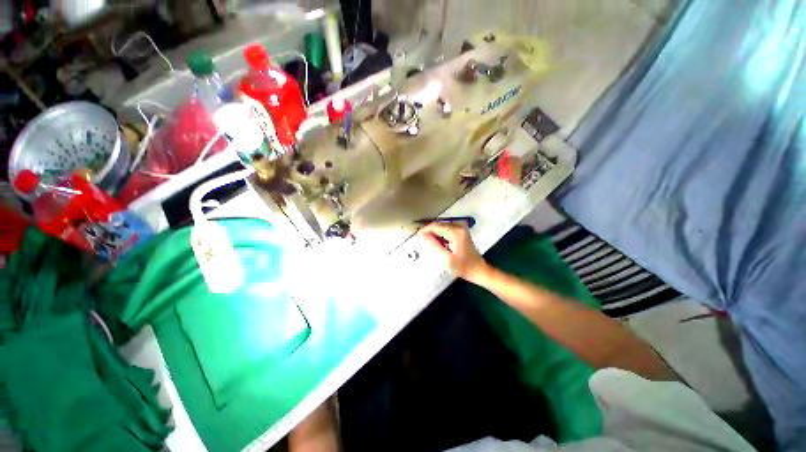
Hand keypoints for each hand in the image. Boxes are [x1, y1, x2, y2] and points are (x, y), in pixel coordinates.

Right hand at [418, 222, 488, 282]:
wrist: (479, 270)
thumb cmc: (464, 267)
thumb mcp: (446, 258)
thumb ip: (434, 245)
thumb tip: (423, 236)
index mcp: (455, 232)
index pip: (435, 226)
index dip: (424, 230)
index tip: (417, 236)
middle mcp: (459, 226)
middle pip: (438, 224)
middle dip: (428, 231)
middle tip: (421, 240)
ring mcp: (461, 228)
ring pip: (441, 226)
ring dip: (434, 233)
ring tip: (428, 243)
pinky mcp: (461, 231)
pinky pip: (446, 229)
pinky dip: (440, 235)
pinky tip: (438, 244)